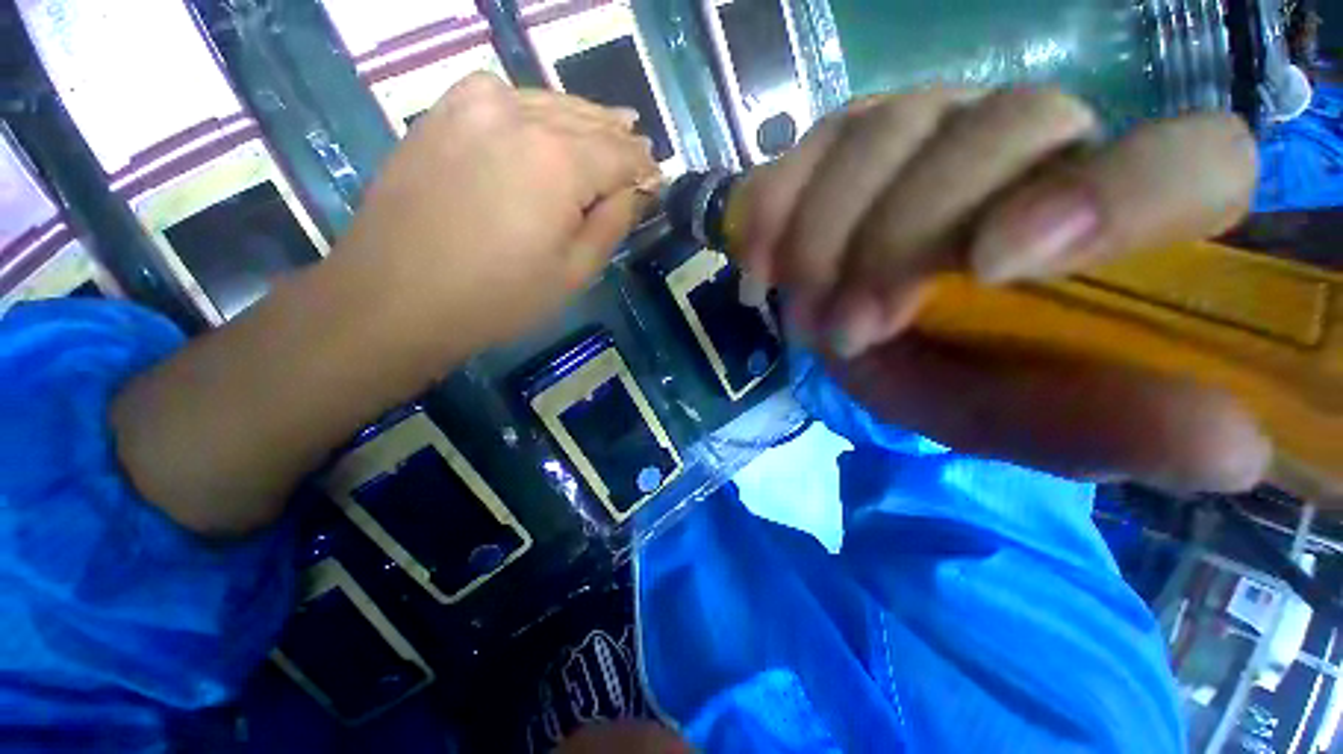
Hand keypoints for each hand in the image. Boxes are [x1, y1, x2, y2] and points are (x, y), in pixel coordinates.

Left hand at [333, 73, 659, 357]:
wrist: (396, 297)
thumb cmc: (499, 297)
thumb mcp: (574, 272)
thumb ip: (613, 223)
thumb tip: (635, 191)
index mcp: (559, 160)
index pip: (621, 153)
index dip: (644, 167)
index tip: (658, 178)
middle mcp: (519, 115)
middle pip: (588, 121)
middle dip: (619, 138)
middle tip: (640, 152)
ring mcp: (473, 105)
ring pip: (549, 102)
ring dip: (583, 120)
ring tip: (608, 129)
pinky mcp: (442, 112)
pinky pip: (503, 95)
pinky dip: (534, 107)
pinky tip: (543, 122)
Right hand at [737, 88, 1269, 491]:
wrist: (855, 331)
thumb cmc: (939, 372)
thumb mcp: (1007, 416)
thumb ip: (1101, 427)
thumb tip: (1237, 452)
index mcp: (1112, 212)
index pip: (1187, 159)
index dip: (1108, 195)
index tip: (991, 267)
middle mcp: (1033, 139)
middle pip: (999, 130)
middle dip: (900, 244)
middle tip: (847, 331)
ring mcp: (930, 122)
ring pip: (883, 133)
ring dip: (826, 241)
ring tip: (804, 315)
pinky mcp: (846, 135)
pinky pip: (808, 148)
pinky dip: (775, 206)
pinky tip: (760, 263)